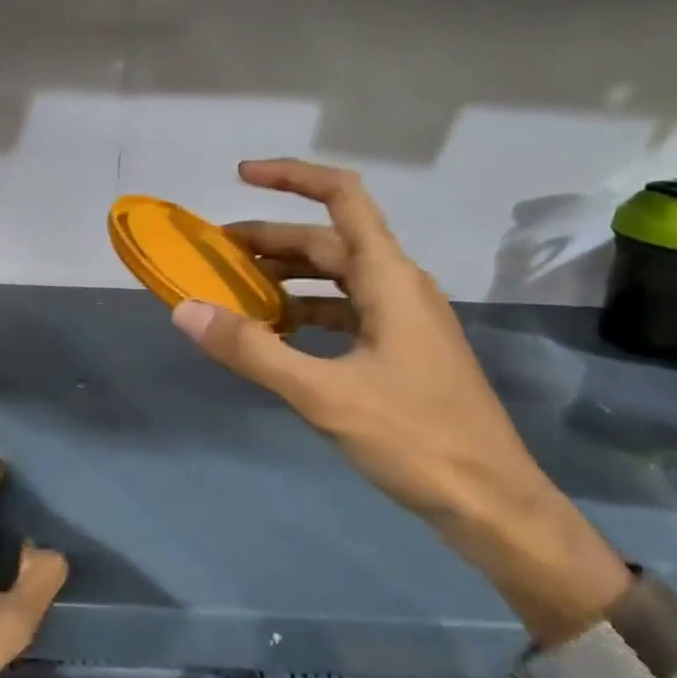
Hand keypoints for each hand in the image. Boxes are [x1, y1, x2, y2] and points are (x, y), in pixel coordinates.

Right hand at [172, 159, 630, 646]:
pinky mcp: (403, 351)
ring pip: (338, 280)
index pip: (341, 196)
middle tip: (216, 253)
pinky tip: (279, 336)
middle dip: (272, 240)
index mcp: (389, 277)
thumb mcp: (324, 394)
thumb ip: (253, 351)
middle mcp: (399, 286)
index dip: (291, 176)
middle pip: (329, 241)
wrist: (491, 501)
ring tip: (237, 292)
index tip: (241, 176)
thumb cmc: (415, 438)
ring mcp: (405, 320)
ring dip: (289, 278)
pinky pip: (347, 314)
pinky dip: (309, 315)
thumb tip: (185, 311)